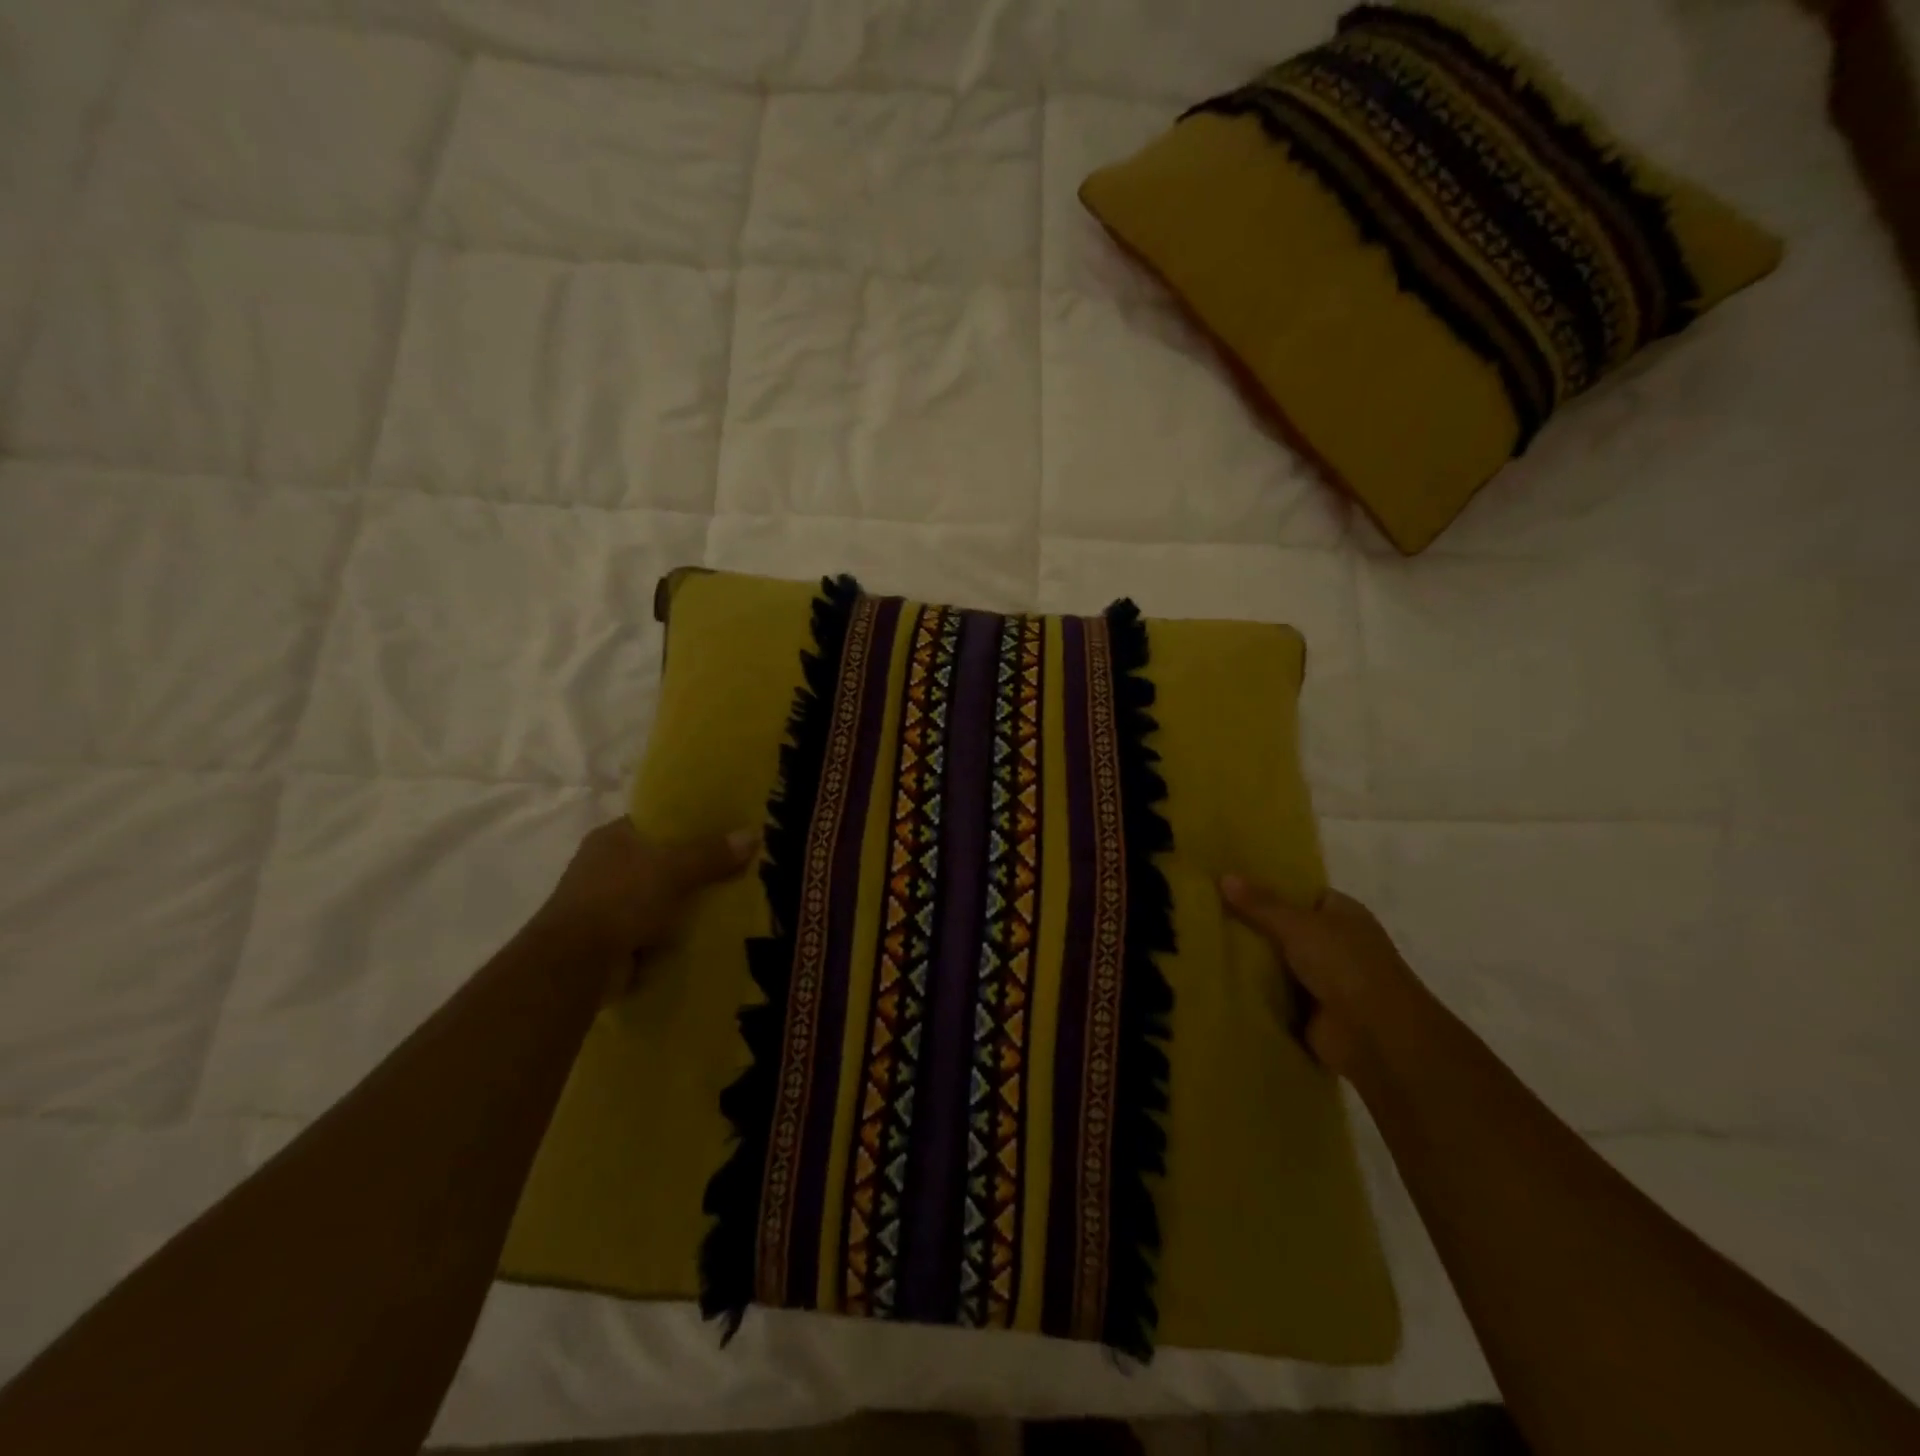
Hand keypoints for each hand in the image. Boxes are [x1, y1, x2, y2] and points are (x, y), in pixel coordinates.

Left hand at [533, 817, 756, 972]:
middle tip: (735, 867)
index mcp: (612, 837)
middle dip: (693, 867)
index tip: (724, 829)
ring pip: (658, 896)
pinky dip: (673, 932)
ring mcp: (606, 904)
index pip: (657, 822)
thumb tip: (753, 835)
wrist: (575, 965)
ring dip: (683, 903)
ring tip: (728, 900)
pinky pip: (653, 928)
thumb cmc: (620, 899)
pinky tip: (704, 932)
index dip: (689, 824)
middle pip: (661, 860)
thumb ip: (711, 853)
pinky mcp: (611, 938)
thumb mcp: (673, 869)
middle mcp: (605, 866)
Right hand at [1220, 878, 1421, 1078]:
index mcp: (1342, 913)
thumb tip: (1224, 876)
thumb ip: (1260, 904)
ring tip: (1200, 941)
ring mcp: (1323, 979)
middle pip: (1285, 927)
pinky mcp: (1309, 1011)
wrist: (1375, 1036)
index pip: (1301, 892)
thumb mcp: (1298, 925)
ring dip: (1250, 959)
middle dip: (1251, 923)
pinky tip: (1216, 977)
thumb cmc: (1344, 965)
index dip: (1268, 886)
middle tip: (1205, 911)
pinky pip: (1274, 993)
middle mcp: (1335, 943)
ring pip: (1277, 961)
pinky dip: (1253, 990)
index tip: (1229, 882)